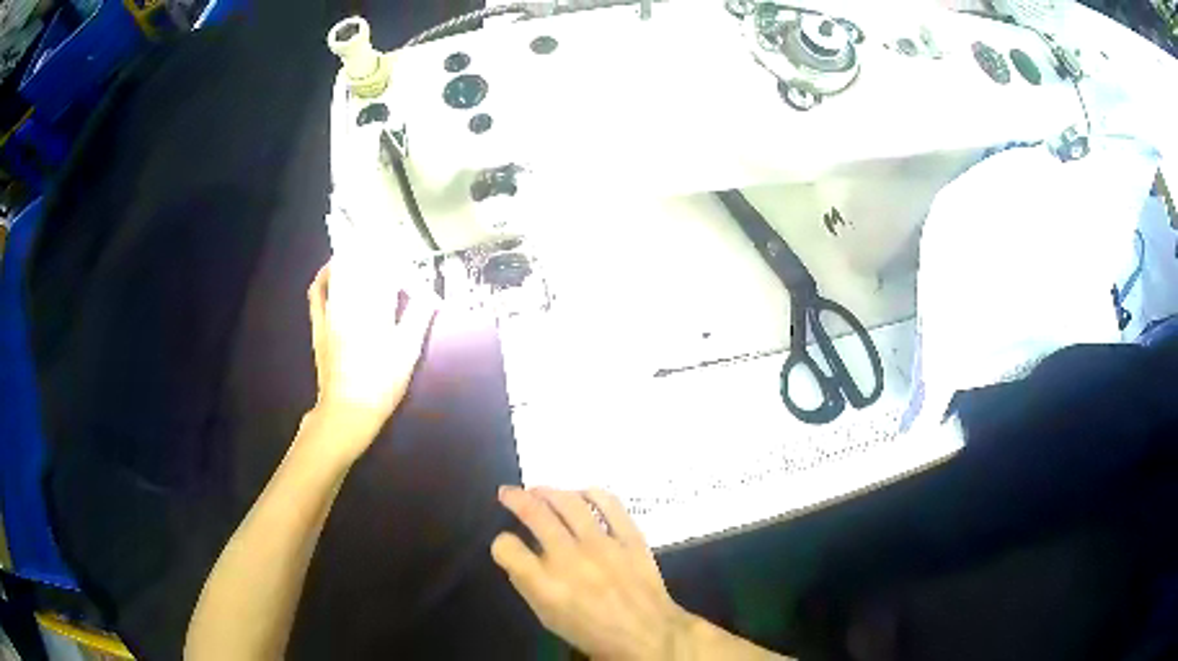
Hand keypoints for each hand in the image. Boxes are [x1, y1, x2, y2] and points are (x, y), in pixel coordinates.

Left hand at [306, 260, 434, 460]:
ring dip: (352, 258)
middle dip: (374, 253)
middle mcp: (351, 304)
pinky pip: (317, 291)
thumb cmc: (383, 383)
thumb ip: (419, 317)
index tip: (409, 260)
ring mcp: (331, 312)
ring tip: (363, 250)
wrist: (348, 409)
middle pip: (361, 265)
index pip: (386, 271)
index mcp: (376, 308)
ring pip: (340, 274)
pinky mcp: (319, 324)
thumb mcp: (408, 351)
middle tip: (386, 247)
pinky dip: (324, 275)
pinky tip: (331, 268)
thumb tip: (431, 295)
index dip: (398, 261)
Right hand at [491, 487, 690, 659]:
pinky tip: (582, 493)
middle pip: (535, 515)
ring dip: (549, 491)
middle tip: (508, 492)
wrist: (647, 634)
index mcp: (546, 585)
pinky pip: (610, 504)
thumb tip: (520, 554)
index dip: (502, 543)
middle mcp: (570, 560)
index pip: (507, 548)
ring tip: (539, 490)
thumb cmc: (592, 632)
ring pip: (569, 503)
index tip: (506, 543)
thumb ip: (530, 584)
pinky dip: (593, 493)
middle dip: (515, 498)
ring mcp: (603, 546)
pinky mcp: (631, 538)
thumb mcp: (549, 618)